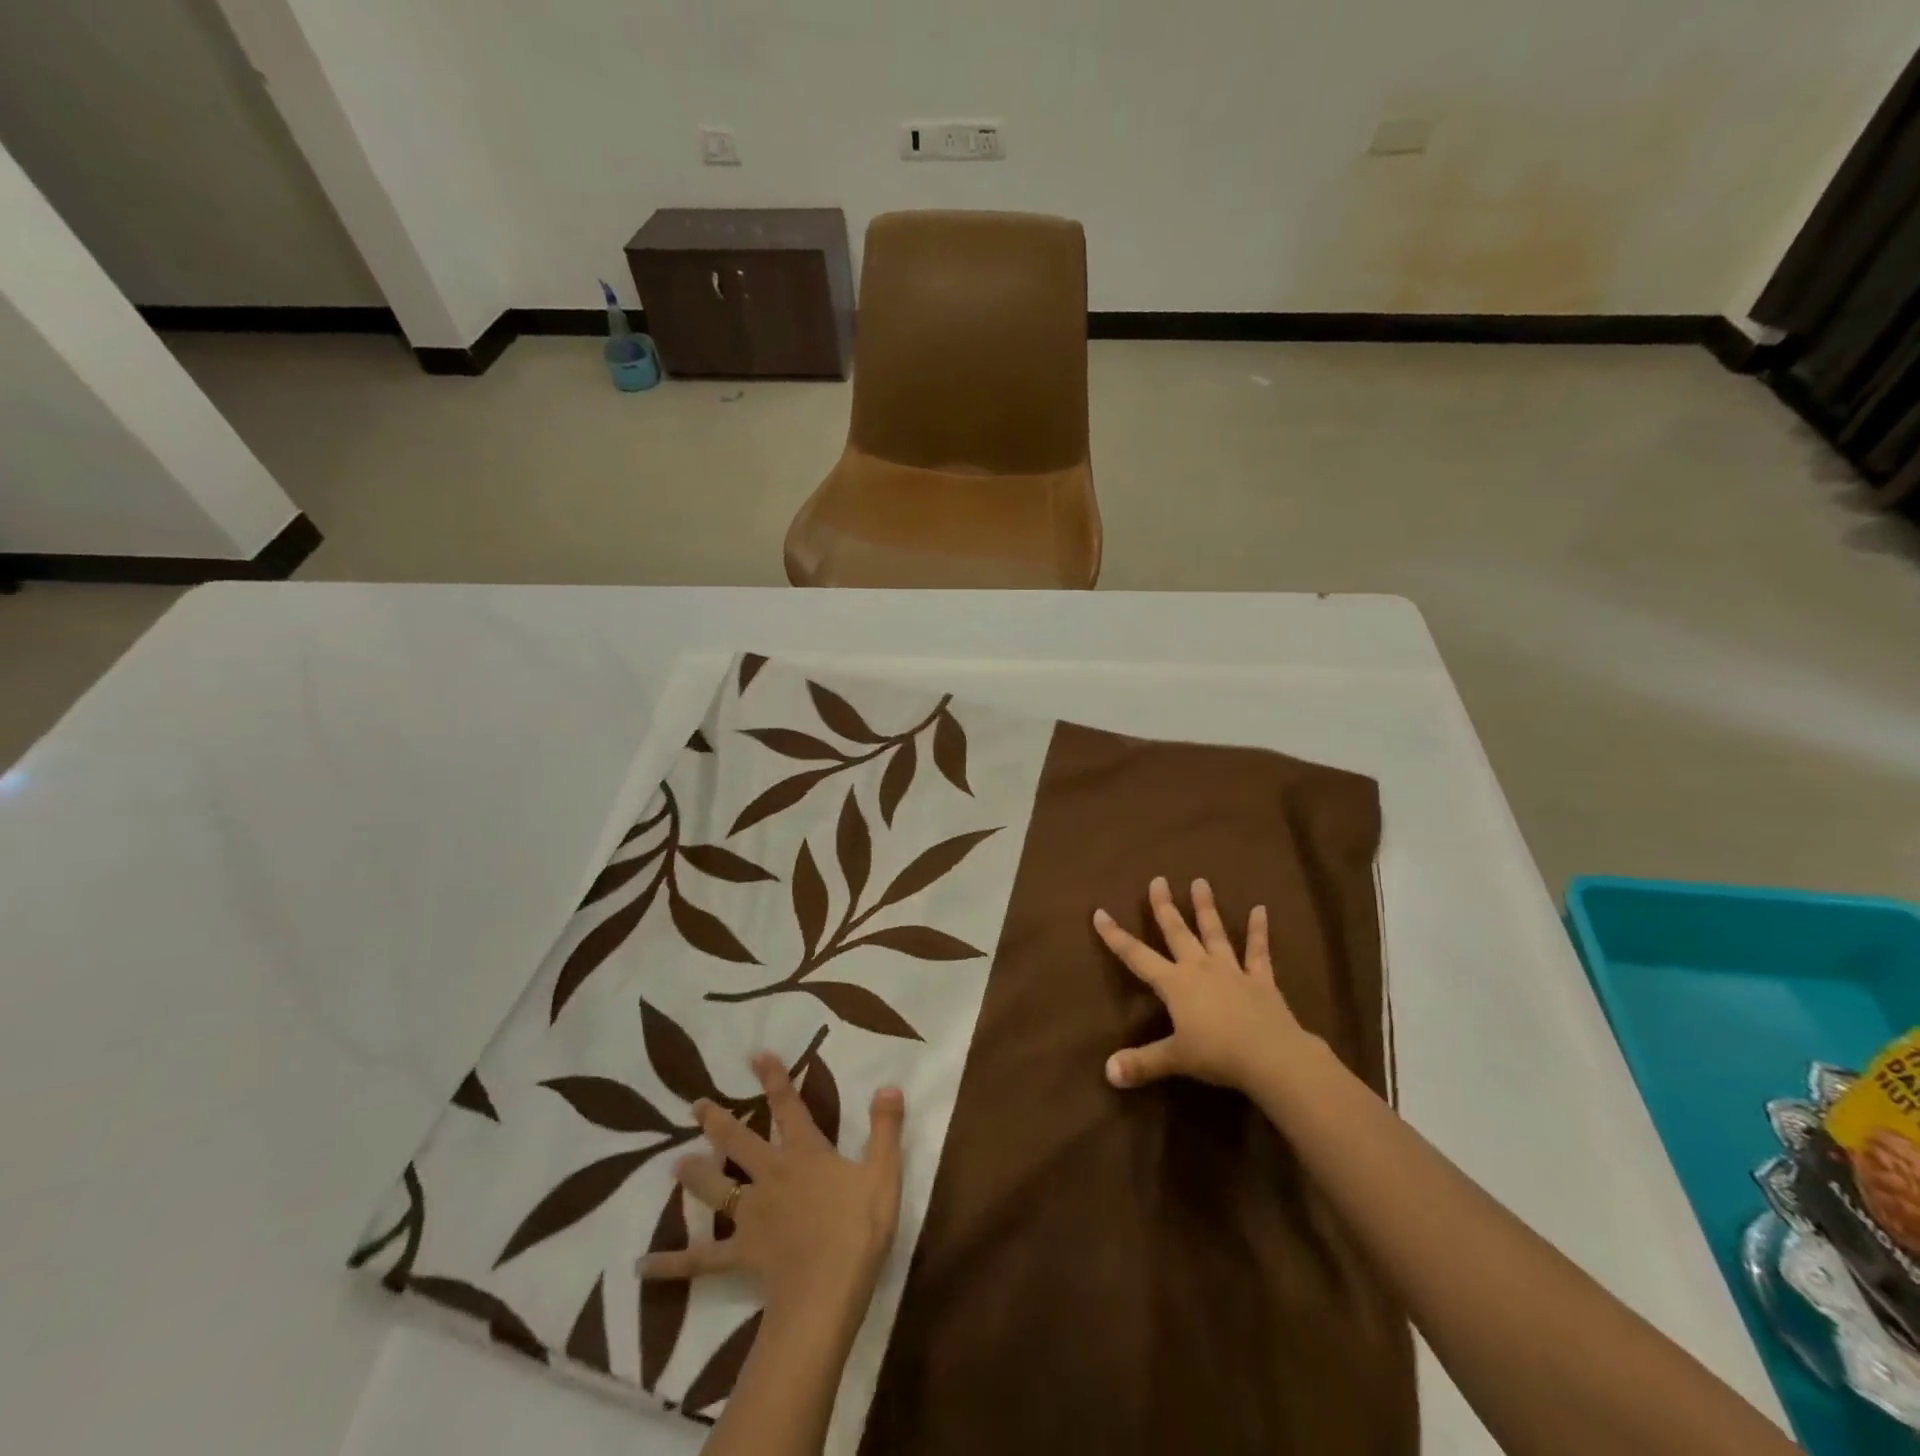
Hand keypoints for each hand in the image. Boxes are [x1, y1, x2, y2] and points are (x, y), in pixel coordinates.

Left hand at [638, 1052, 904, 1315]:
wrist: (827, 1289)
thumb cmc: (858, 1228)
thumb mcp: (883, 1172)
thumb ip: (885, 1128)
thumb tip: (888, 1086)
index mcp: (805, 1153)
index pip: (789, 1106)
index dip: (774, 1079)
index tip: (756, 1055)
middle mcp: (772, 1175)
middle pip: (740, 1142)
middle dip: (718, 1120)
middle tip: (695, 1105)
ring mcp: (751, 1215)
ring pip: (717, 1189)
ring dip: (695, 1175)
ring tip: (674, 1164)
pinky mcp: (740, 1253)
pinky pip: (700, 1258)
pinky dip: (671, 1262)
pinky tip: (642, 1266)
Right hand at [1094, 875, 1315, 1093]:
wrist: (1271, 1056)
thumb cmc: (1217, 1054)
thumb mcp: (1175, 1059)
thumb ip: (1142, 1063)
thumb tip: (1108, 1073)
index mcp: (1175, 983)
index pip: (1137, 956)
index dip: (1116, 936)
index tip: (1100, 912)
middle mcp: (1199, 967)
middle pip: (1177, 931)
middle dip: (1165, 906)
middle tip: (1158, 880)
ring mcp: (1232, 970)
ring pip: (1214, 932)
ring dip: (1206, 908)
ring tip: (1201, 881)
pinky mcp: (1261, 980)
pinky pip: (1258, 952)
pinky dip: (1259, 931)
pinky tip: (1261, 910)